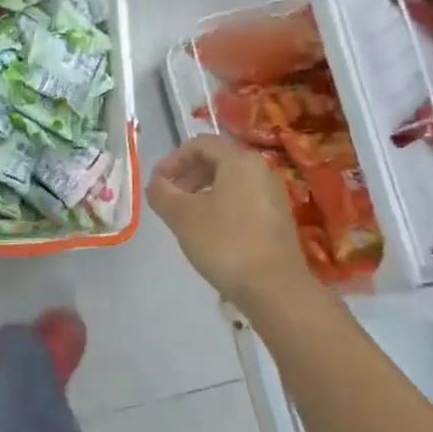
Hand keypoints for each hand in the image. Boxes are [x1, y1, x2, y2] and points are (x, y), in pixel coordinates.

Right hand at [146, 136, 315, 307]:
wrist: (273, 287)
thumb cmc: (224, 242)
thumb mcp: (182, 216)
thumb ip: (162, 194)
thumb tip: (156, 184)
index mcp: (239, 160)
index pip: (200, 144)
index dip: (172, 160)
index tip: (155, 182)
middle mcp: (261, 170)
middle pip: (216, 161)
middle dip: (187, 176)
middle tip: (167, 198)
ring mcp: (273, 195)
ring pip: (230, 182)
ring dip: (201, 193)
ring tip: (184, 217)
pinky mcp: (277, 219)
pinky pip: (242, 200)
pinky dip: (220, 207)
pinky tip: (209, 233)